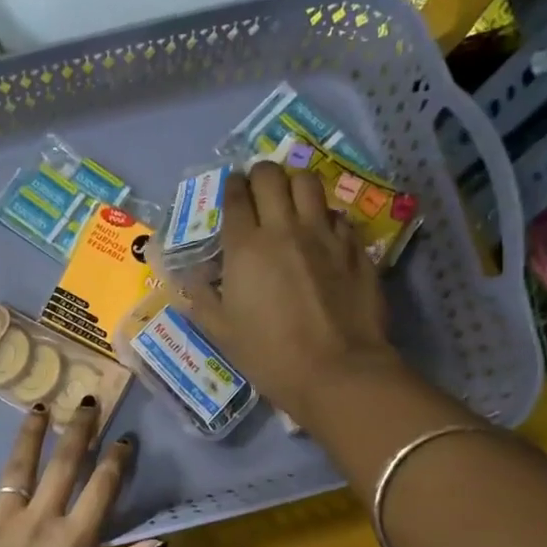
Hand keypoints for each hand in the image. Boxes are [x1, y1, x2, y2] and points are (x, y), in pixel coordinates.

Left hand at [0, 400, 161, 546]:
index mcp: (73, 544)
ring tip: (38, 407)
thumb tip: (158, 542)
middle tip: (87, 401)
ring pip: (16, 469)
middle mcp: (37, 523)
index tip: (125, 438)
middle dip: (79, 430)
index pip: (102, 489)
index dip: (116, 460)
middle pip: (63, 465)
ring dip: (30, 435)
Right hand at [182, 162, 401, 424]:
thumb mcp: (220, 331)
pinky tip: (323, 234)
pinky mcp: (356, 248)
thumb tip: (190, 277)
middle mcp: (285, 228)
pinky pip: (338, 215)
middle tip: (258, 191)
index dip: (231, 187)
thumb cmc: (269, 355)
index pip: (236, 195)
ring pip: (309, 183)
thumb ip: (201, 297)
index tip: (231, 191)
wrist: (337, 372)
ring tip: (291, 201)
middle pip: (272, 175)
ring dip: (295, 185)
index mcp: (246, 247)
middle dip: (260, 175)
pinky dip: (325, 216)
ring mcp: (325, 235)